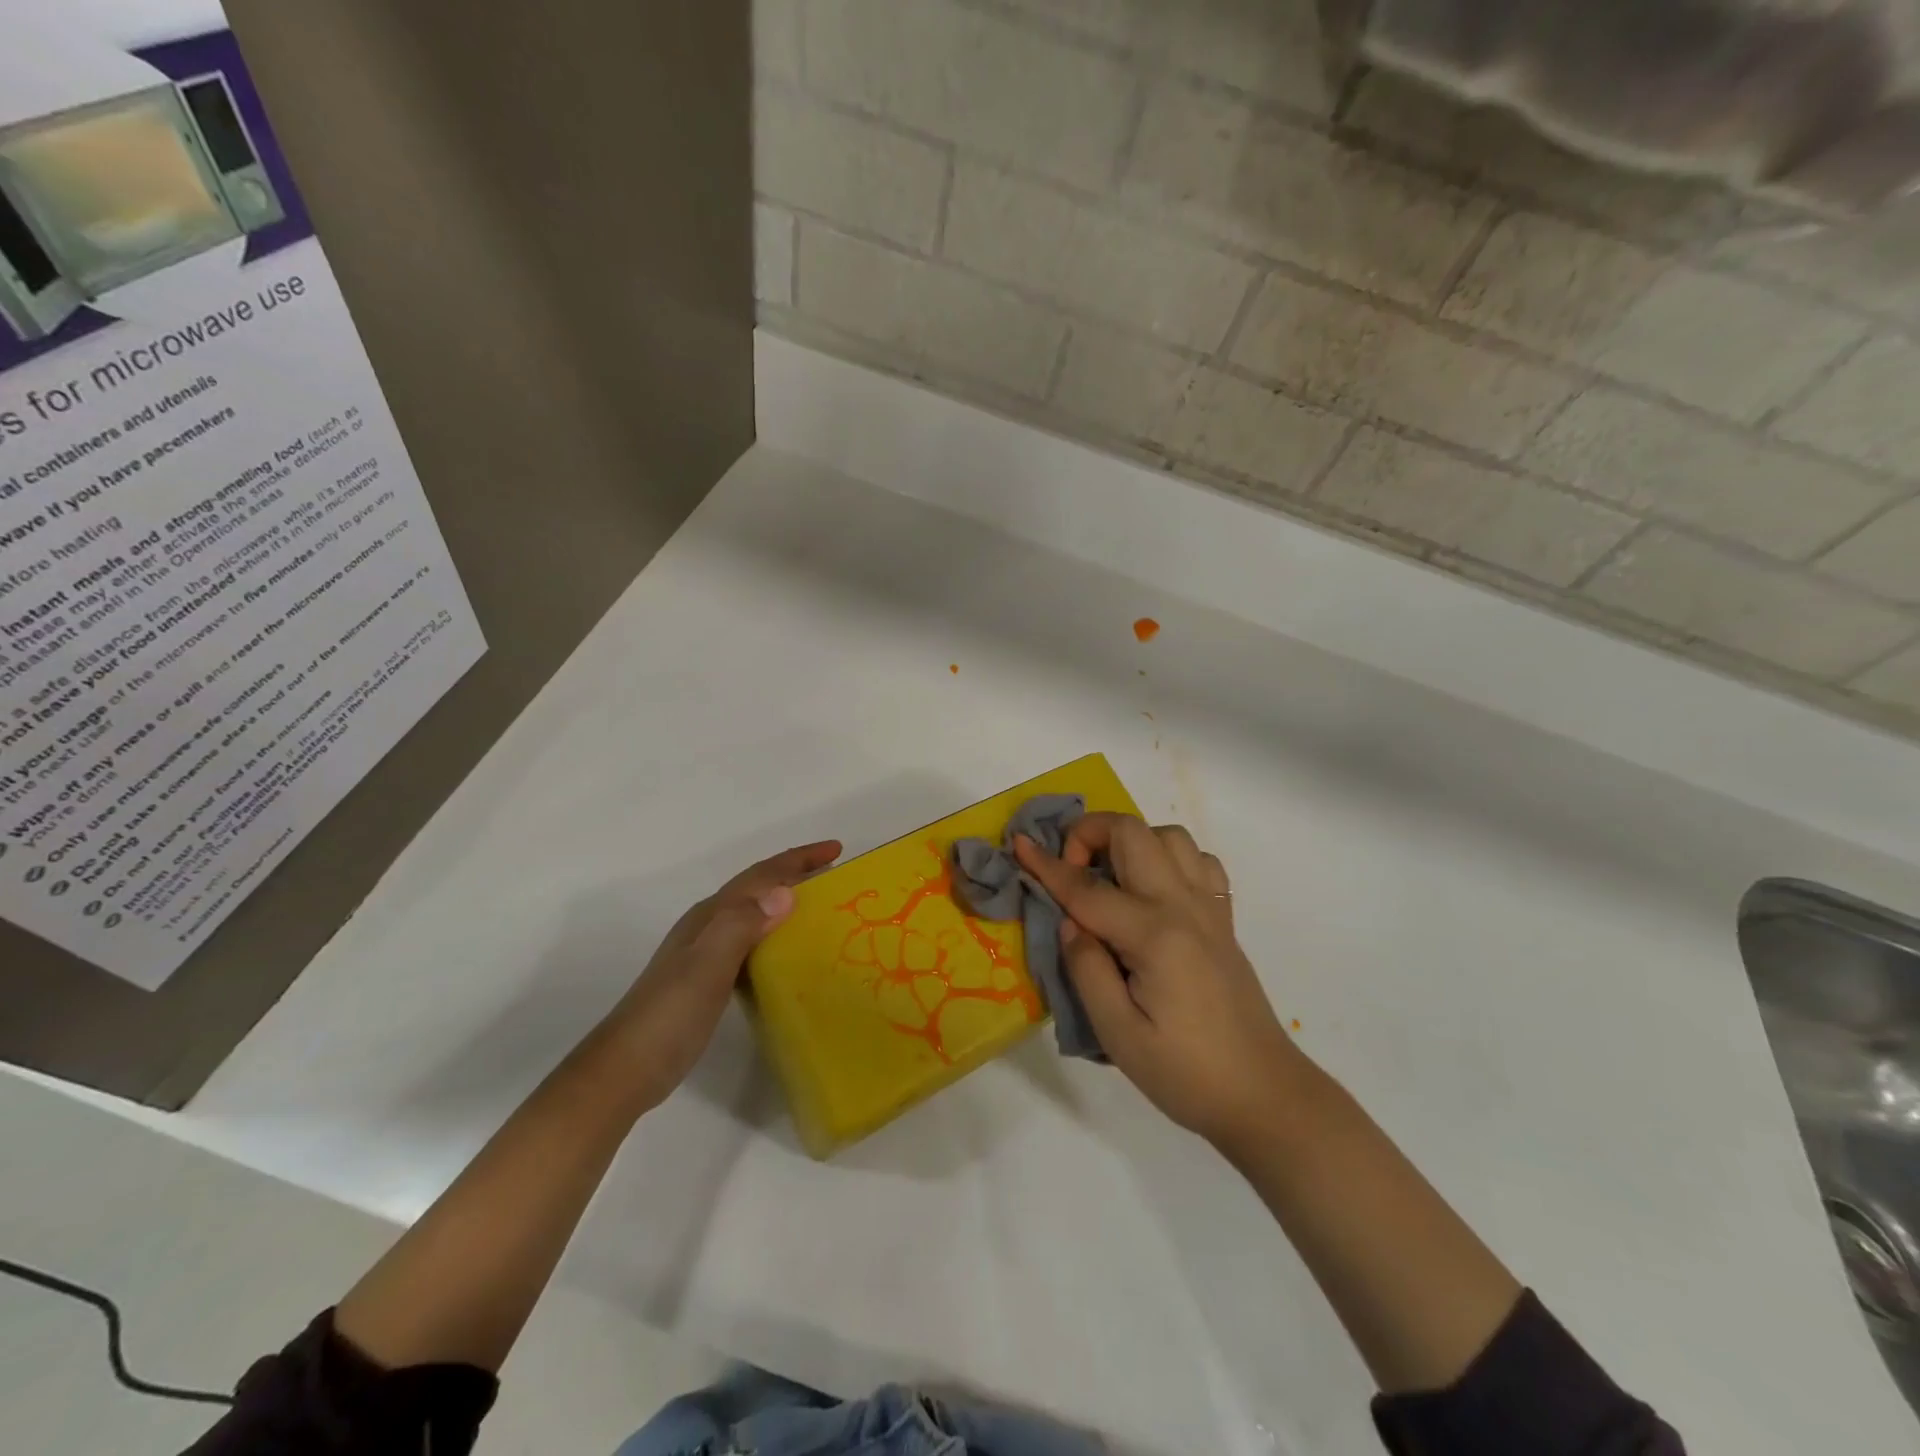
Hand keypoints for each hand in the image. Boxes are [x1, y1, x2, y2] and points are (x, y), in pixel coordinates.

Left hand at [601, 840, 840, 1111]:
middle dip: (795, 874)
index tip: (836, 849)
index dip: (798, 859)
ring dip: (788, 904)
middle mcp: (709, 927)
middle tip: (836, 876)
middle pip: (758, 888)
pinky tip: (791, 955)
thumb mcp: (707, 966)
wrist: (626, 1070)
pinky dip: (777, 937)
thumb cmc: (669, 1016)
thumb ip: (741, 926)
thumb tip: (785, 892)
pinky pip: (753, 944)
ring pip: (756, 915)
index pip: (760, 876)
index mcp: (710, 917)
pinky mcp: (710, 981)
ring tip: (822, 910)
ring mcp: (707, 954)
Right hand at [1014, 814, 1298, 1148]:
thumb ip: (1086, 968)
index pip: (1087, 888)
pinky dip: (1168, 858)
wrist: (1264, 1095)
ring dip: (1131, 841)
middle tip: (1070, 871)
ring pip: (1169, 836)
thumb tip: (1070, 922)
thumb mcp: (1118, 1033)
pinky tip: (1153, 891)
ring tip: (1110, 877)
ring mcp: (1209, 909)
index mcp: (1154, 935)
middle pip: (1133, 834)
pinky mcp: (1223, 920)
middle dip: (1090, 833)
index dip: (1047, 865)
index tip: (1018, 844)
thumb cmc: (1185, 1073)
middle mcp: (1183, 906)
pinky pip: (1198, 862)